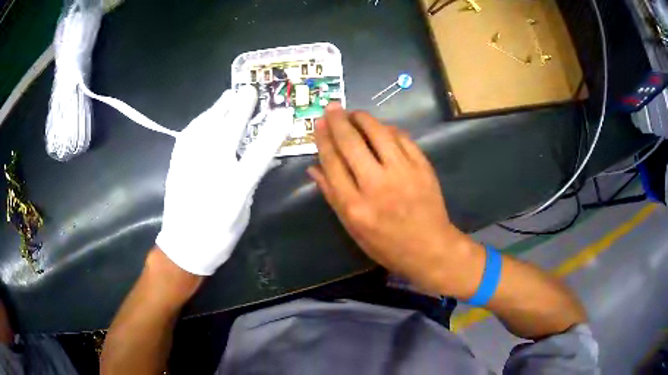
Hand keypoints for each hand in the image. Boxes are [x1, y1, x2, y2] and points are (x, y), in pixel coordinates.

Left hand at [156, 87, 289, 275]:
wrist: (183, 246)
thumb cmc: (219, 235)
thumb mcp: (243, 211)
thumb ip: (251, 181)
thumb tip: (262, 158)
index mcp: (234, 189)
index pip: (258, 154)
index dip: (273, 131)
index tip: (284, 113)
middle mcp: (212, 172)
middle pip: (228, 131)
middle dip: (241, 108)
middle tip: (249, 90)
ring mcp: (191, 165)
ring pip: (205, 128)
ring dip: (218, 108)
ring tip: (228, 95)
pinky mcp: (176, 164)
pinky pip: (187, 135)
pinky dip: (199, 121)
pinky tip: (205, 115)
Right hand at [308, 104, 478, 293]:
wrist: (430, 247)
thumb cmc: (387, 245)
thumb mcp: (353, 229)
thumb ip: (333, 196)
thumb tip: (314, 168)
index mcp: (355, 205)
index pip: (333, 162)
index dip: (323, 139)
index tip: (319, 123)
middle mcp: (377, 185)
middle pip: (352, 143)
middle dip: (338, 121)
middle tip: (332, 107)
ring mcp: (403, 173)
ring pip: (378, 133)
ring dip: (363, 118)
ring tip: (354, 113)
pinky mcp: (422, 166)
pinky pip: (402, 138)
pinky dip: (388, 129)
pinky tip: (381, 127)